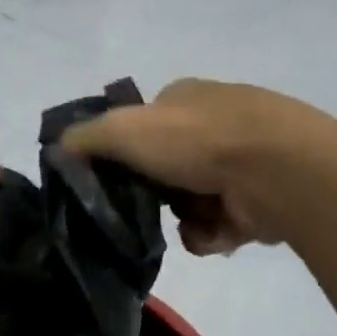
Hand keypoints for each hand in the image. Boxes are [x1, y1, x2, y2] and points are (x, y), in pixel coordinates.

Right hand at [61, 78, 320, 254]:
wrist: (278, 171)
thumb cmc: (197, 141)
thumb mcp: (123, 129)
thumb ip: (85, 138)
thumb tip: (58, 149)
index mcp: (186, 100)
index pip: (142, 128)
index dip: (124, 155)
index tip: (111, 181)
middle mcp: (214, 126)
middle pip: (163, 171)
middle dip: (154, 195)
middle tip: (145, 209)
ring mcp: (241, 164)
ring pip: (189, 204)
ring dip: (184, 219)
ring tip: (191, 222)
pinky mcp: (258, 201)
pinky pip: (216, 227)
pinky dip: (210, 234)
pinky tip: (215, 233)